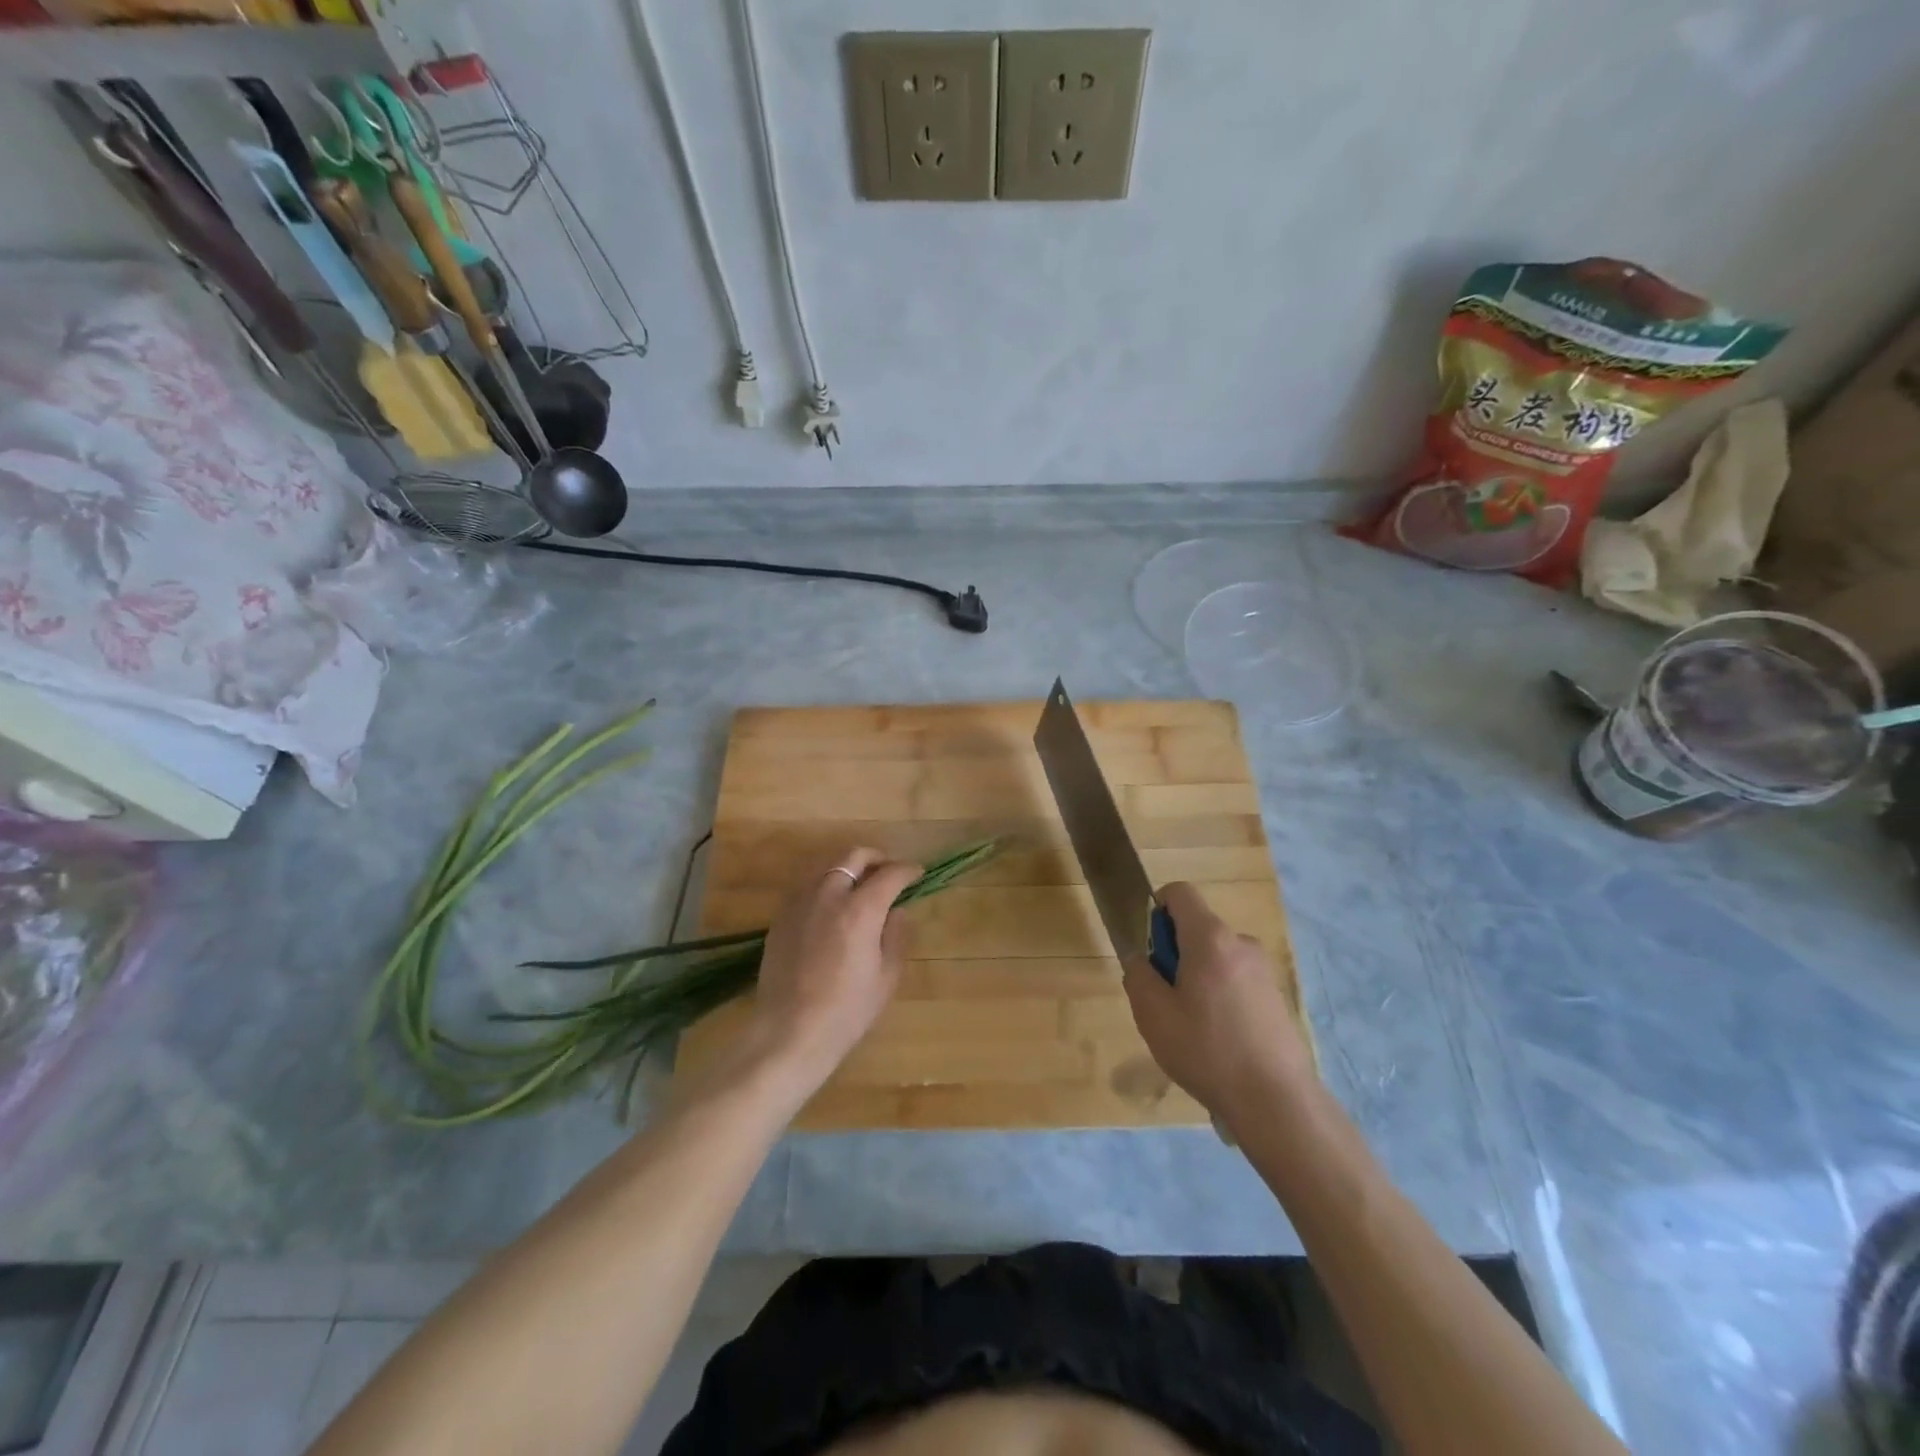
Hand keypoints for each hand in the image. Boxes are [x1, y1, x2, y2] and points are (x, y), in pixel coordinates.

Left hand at [740, 846, 921, 1097]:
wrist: (790, 1032)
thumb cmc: (847, 1009)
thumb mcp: (886, 976)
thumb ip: (895, 935)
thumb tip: (898, 911)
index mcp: (860, 908)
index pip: (889, 874)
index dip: (907, 870)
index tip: (917, 874)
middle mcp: (828, 895)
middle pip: (853, 856)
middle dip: (876, 858)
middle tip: (889, 872)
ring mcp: (800, 903)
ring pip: (827, 867)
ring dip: (848, 869)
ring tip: (860, 886)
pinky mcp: (781, 918)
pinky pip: (807, 888)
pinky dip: (826, 886)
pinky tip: (832, 908)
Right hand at [1123, 882, 1314, 1126]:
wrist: (1277, 1102)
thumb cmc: (1207, 1051)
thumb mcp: (1153, 1015)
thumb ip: (1138, 975)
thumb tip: (1141, 959)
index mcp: (1210, 938)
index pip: (1180, 893)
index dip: (1156, 909)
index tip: (1150, 950)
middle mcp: (1241, 943)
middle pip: (1197, 928)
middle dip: (1174, 953)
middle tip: (1165, 1000)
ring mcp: (1263, 970)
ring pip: (1215, 957)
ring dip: (1197, 978)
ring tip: (1190, 1027)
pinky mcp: (1275, 996)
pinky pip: (1235, 979)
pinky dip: (1219, 996)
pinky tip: (1218, 1040)